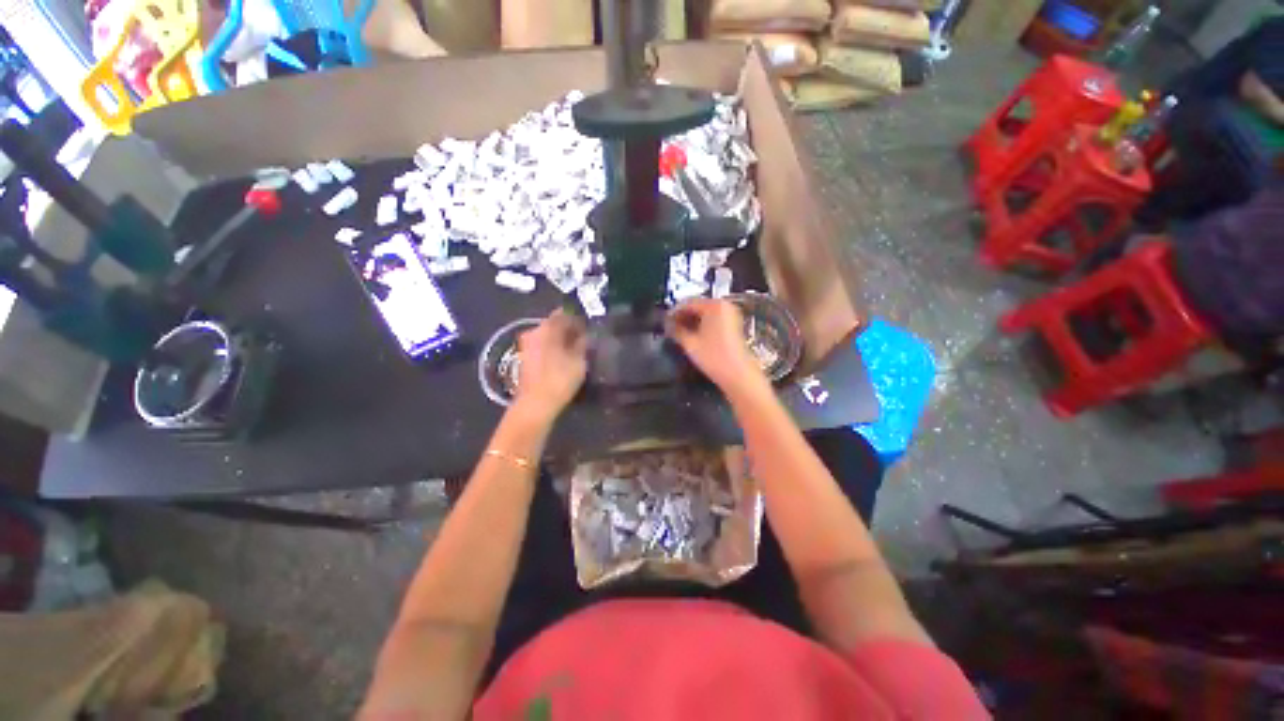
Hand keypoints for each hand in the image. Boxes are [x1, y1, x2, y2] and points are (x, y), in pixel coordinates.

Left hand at [513, 310, 587, 420]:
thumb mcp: (579, 360)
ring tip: (577, 349)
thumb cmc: (559, 379)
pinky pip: (542, 346)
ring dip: (561, 339)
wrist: (535, 405)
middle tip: (585, 337)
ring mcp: (526, 345)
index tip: (589, 325)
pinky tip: (564, 358)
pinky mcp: (524, 358)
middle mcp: (533, 331)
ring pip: (548, 335)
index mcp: (546, 328)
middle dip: (570, 329)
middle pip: (555, 324)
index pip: (565, 313)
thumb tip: (584, 333)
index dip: (578, 318)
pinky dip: (553, 348)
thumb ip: (582, 342)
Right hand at [667, 299, 766, 396]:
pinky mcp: (733, 324)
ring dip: (691, 320)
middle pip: (697, 306)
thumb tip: (667, 324)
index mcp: (714, 305)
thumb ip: (676, 330)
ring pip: (705, 313)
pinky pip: (713, 319)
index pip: (688, 303)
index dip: (674, 312)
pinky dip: (702, 324)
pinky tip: (693, 334)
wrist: (738, 374)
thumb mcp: (690, 343)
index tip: (664, 321)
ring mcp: (731, 314)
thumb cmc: (713, 357)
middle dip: (683, 316)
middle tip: (670, 327)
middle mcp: (724, 305)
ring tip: (679, 332)